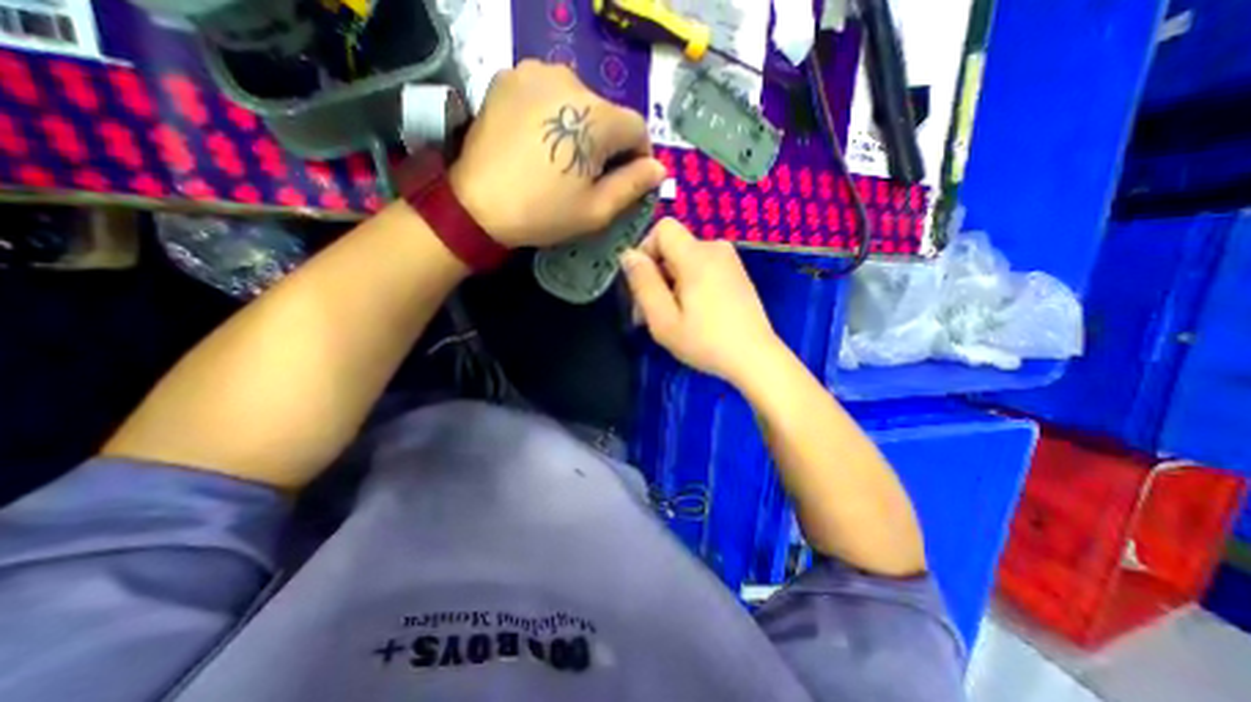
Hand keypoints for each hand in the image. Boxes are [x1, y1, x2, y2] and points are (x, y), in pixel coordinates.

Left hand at [447, 61, 663, 247]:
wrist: (477, 205)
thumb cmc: (544, 212)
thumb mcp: (596, 210)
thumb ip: (633, 185)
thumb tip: (659, 169)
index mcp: (597, 117)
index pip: (637, 128)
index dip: (638, 156)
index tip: (627, 179)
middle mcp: (570, 80)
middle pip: (607, 113)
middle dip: (608, 143)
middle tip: (590, 175)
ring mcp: (535, 72)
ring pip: (579, 100)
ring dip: (581, 126)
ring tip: (563, 158)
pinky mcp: (509, 76)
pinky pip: (548, 93)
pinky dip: (554, 114)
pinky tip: (540, 140)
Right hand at [620, 217, 784, 385]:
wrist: (755, 358)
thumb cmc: (706, 342)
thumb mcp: (663, 319)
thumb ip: (643, 283)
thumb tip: (628, 254)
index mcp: (697, 256)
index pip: (663, 228)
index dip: (645, 250)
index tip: (642, 284)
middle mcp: (715, 249)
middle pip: (673, 248)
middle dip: (655, 276)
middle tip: (649, 314)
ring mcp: (730, 261)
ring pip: (685, 261)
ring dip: (670, 284)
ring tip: (670, 318)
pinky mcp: (736, 274)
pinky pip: (702, 268)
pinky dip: (689, 286)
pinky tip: (691, 314)